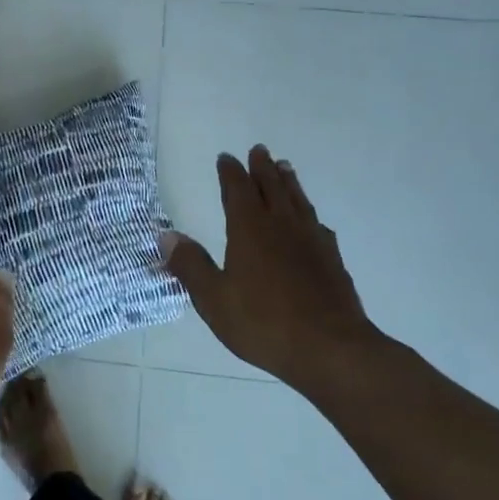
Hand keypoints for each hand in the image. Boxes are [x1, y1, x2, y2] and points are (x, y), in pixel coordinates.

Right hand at [161, 146, 390, 388]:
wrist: (330, 348)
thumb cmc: (263, 323)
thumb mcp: (213, 298)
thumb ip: (190, 265)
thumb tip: (165, 235)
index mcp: (250, 230)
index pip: (238, 191)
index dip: (231, 173)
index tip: (226, 158)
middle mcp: (282, 227)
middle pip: (272, 188)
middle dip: (263, 169)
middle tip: (260, 150)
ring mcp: (312, 242)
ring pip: (298, 202)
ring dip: (289, 183)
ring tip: (286, 169)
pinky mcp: (332, 261)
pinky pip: (318, 226)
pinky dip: (310, 215)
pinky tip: (312, 222)